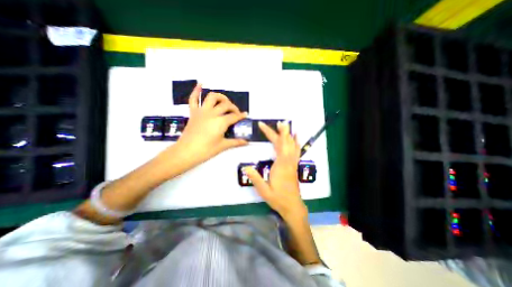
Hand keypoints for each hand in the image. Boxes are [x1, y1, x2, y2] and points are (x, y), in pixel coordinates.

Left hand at [175, 84, 248, 165]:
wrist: (186, 152)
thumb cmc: (206, 150)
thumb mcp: (223, 146)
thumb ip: (236, 142)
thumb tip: (247, 142)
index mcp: (221, 122)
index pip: (234, 116)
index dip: (241, 116)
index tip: (245, 115)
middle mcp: (212, 113)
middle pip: (226, 105)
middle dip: (233, 108)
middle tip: (236, 113)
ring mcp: (202, 111)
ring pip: (212, 97)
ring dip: (220, 97)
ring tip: (224, 101)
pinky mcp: (193, 113)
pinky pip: (193, 99)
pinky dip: (196, 91)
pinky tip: (200, 84)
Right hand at [244, 121, 307, 219]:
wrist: (292, 205)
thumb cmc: (278, 198)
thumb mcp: (264, 190)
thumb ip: (255, 178)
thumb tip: (245, 167)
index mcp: (281, 164)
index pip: (277, 144)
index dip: (271, 133)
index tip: (263, 125)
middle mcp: (288, 161)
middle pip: (285, 142)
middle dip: (281, 131)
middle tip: (278, 122)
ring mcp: (293, 162)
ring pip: (292, 145)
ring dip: (289, 134)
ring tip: (286, 125)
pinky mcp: (294, 165)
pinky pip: (296, 150)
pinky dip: (296, 142)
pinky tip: (296, 137)